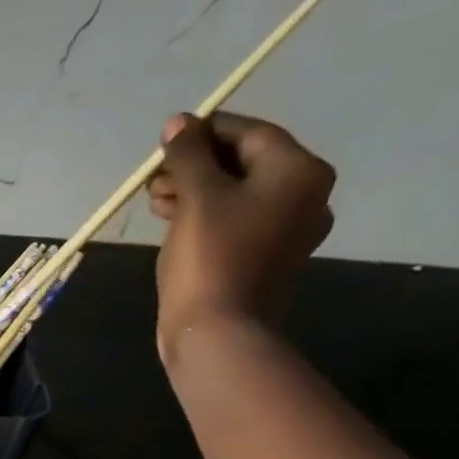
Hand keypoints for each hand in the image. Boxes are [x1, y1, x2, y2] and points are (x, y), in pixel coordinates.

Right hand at [148, 112, 334, 357]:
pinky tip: (173, 223)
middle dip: (196, 166)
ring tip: (156, 201)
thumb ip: (188, 155)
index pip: (249, 133)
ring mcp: (286, 232)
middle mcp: (304, 196)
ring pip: (236, 196)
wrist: (217, 335)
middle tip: (154, 178)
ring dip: (195, 192)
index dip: (204, 132)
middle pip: (244, 164)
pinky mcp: (263, 261)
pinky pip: (235, 224)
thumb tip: (178, 124)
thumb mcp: (197, 198)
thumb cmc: (211, 260)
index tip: (166, 141)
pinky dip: (205, 218)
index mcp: (298, 172)